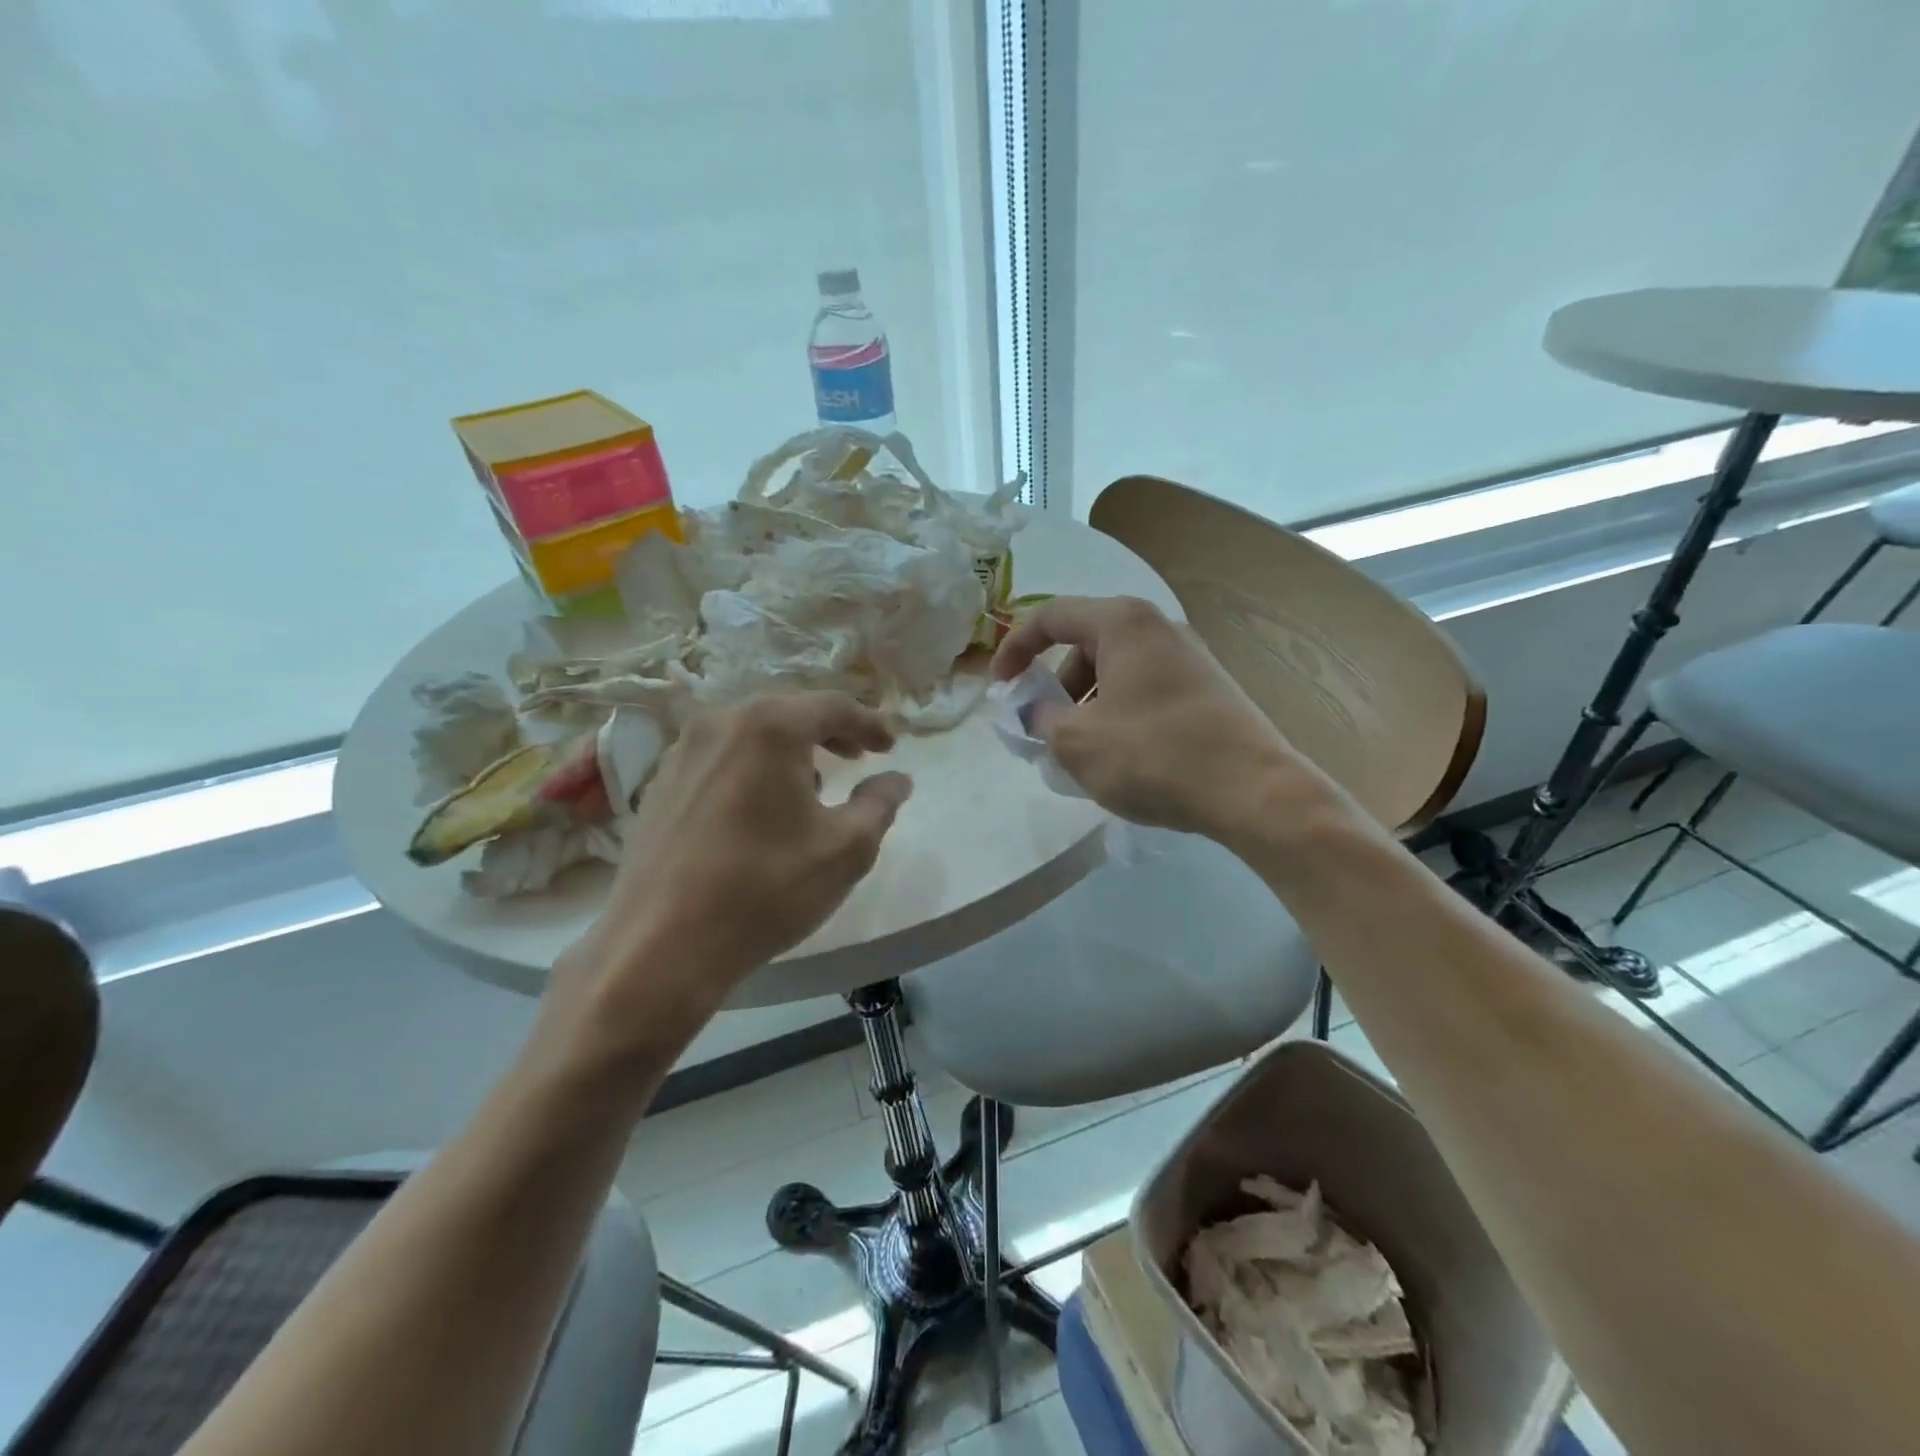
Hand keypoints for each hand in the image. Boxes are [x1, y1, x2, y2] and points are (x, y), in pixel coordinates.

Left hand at [554, 692, 911, 1026]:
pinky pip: (720, 757)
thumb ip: (879, 804)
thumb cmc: (765, 889)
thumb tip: (898, 779)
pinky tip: (760, 807)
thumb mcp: (845, 849)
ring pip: (750, 733)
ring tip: (812, 785)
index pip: (833, 706)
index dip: (870, 723)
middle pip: (788, 712)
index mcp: (769, 727)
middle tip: (857, 758)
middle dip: (829, 732)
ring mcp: (682, 752)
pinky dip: (752, 767)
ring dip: (789, 749)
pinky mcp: (659, 784)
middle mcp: (720, 723)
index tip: (891, 746)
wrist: (660, 947)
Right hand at [992, 595, 1315, 841]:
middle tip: (1045, 729)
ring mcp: (1189, 656)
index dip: (1014, 648)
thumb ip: (1040, 718)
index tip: (999, 687)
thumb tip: (1036, 710)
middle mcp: (1158, 626)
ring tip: (1082, 752)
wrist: (1254, 790)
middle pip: (1085, 644)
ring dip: (1086, 704)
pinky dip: (1118, 713)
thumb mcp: (1076, 741)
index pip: (1050, 617)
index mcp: (1122, 623)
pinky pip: (1144, 690)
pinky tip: (1122, 756)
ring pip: (1116, 671)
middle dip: (1055, 686)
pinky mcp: (1208, 688)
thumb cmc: (1154, 756)